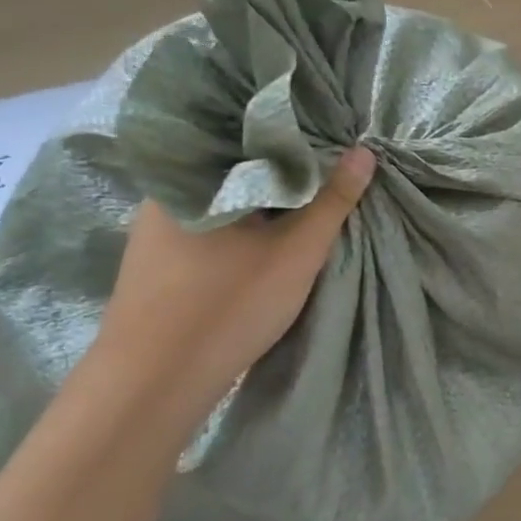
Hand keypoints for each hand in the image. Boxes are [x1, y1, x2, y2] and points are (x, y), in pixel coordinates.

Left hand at [89, 146, 376, 421]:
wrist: (155, 384)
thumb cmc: (228, 304)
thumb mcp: (296, 251)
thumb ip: (333, 200)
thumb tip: (364, 151)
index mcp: (192, 177)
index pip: (249, 136)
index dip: (294, 136)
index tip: (332, 141)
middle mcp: (166, 194)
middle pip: (237, 169)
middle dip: (282, 172)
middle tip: (327, 173)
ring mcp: (156, 230)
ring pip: (225, 200)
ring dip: (262, 203)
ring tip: (305, 202)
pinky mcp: (159, 262)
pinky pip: (211, 226)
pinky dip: (242, 226)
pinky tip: (266, 238)